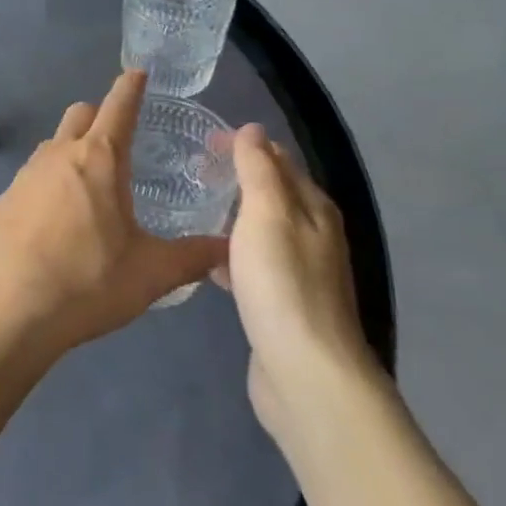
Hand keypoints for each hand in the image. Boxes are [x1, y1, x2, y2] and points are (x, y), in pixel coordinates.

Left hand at [0, 71, 227, 360]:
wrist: (14, 310)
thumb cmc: (89, 282)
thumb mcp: (152, 273)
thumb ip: (194, 256)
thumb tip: (228, 247)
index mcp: (98, 159)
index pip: (118, 106)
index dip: (130, 87)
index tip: (138, 72)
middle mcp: (59, 154)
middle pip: (80, 114)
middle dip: (100, 115)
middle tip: (121, 140)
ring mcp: (26, 174)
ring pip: (54, 143)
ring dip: (74, 149)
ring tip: (93, 184)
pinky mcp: (5, 198)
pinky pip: (34, 174)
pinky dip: (51, 180)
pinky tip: (59, 218)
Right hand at [220, 126, 380, 443]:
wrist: (306, 375)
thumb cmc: (283, 284)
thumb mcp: (266, 214)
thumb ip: (258, 169)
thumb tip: (253, 129)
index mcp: (313, 208)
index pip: (278, 159)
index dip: (244, 145)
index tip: (201, 143)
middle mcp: (313, 235)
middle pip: (272, 193)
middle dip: (236, 178)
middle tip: (191, 173)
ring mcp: (300, 273)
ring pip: (261, 230)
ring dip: (231, 217)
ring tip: (192, 210)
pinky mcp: (282, 304)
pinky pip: (253, 265)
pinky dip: (231, 255)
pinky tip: (206, 263)